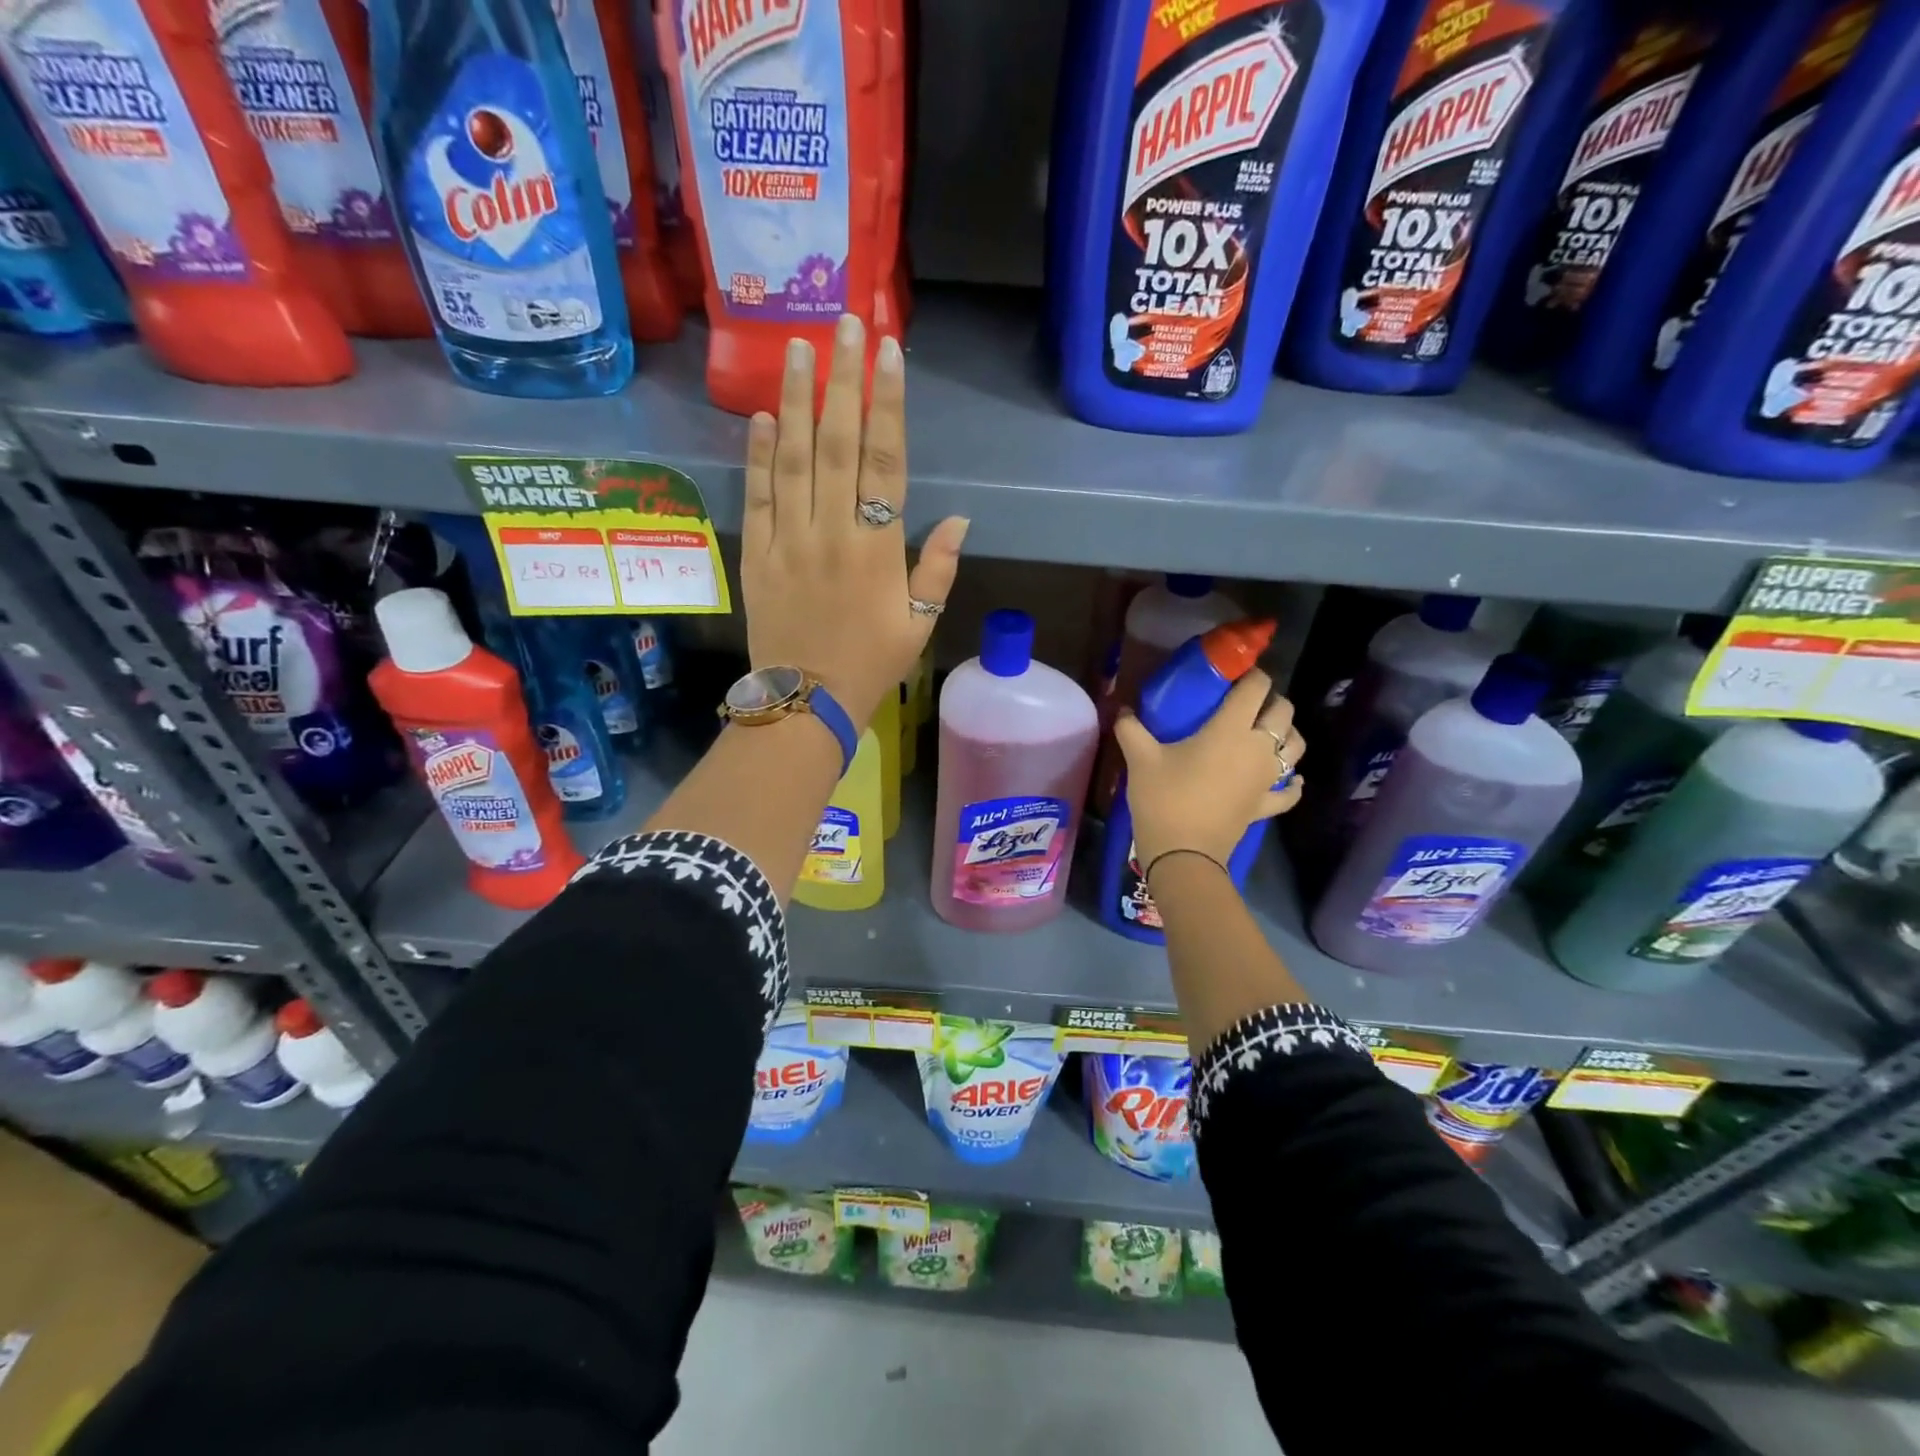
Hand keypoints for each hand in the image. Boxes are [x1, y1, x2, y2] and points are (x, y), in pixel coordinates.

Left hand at [741, 313, 968, 730]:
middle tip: (845, 323)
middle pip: (838, 445)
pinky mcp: (757, 555)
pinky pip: (757, 497)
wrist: (805, 703)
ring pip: (793, 459)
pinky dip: (759, 455)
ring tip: (799, 348)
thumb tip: (958, 517)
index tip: (889, 353)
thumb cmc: (871, 665)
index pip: (885, 462)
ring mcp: (788, 541)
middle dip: (844, 381)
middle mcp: (831, 533)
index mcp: (876, 549)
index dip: (888, 404)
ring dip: (798, 401)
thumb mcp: (919, 625)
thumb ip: (937, 570)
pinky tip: (764, 416)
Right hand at [1113, 669, 1304, 871]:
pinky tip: (1289, 779)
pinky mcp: (1265, 805)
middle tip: (1247, 703)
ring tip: (1268, 733)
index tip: (1237, 674)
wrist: (1182, 853)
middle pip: (1283, 712)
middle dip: (1271, 701)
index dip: (1252, 674)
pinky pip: (1289, 791)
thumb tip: (1122, 710)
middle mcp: (1258, 748)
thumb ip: (1130, 728)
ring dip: (1287, 734)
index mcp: (1231, 728)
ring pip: (1295, 747)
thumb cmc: (1164, 798)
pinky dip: (1292, 783)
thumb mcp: (1140, 758)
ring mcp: (1266, 778)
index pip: (1256, 688)